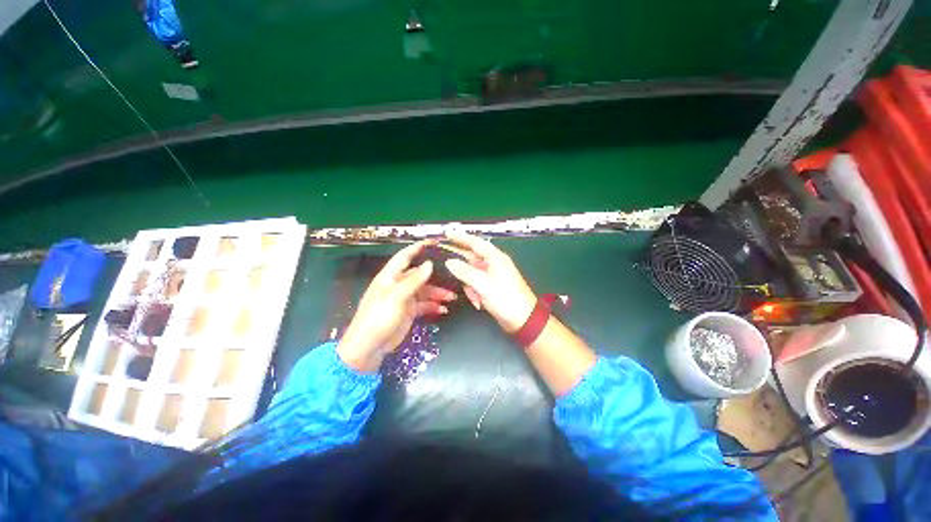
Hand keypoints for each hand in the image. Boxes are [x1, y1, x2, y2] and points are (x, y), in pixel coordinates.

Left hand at [337, 241, 456, 372]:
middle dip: (435, 275)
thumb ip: (414, 281)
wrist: (369, 347)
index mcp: (390, 277)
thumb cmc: (379, 317)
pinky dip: (434, 306)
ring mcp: (404, 299)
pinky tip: (443, 309)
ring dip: (438, 293)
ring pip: (425, 291)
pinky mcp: (409, 311)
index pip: (405, 257)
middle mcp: (398, 285)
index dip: (418, 248)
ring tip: (452, 297)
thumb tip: (430, 264)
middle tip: (453, 274)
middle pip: (419, 275)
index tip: (434, 242)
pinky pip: (424, 305)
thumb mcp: (396, 297)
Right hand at [443, 232, 536, 332]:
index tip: (446, 234)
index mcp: (495, 257)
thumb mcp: (484, 285)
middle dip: (461, 268)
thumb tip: (449, 262)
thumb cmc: (506, 299)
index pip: (475, 243)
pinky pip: (475, 284)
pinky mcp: (490, 285)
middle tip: (445, 266)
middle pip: (471, 258)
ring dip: (469, 286)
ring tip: (475, 298)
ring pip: (471, 273)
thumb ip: (465, 272)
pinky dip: (474, 292)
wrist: (523, 319)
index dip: (460, 237)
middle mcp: (493, 263)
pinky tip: (478, 302)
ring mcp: (492, 275)